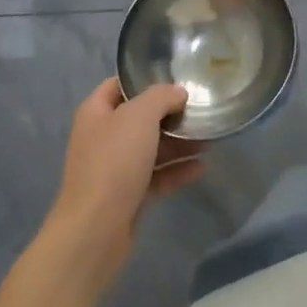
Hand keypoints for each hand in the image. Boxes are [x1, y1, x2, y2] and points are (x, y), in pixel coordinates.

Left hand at [44, 79, 202, 289]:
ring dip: (179, 142)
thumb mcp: (139, 116)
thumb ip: (161, 97)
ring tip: (210, 137)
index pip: (119, 85)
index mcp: (96, 113)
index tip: (177, 77)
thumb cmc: (114, 162)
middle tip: (201, 108)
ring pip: (151, 148)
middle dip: (170, 114)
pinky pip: (156, 176)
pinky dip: (177, 170)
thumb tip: (177, 93)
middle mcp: (103, 137)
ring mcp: (114, 168)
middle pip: (140, 118)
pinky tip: (202, 167)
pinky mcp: (128, 195)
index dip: (145, 78)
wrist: (95, 229)